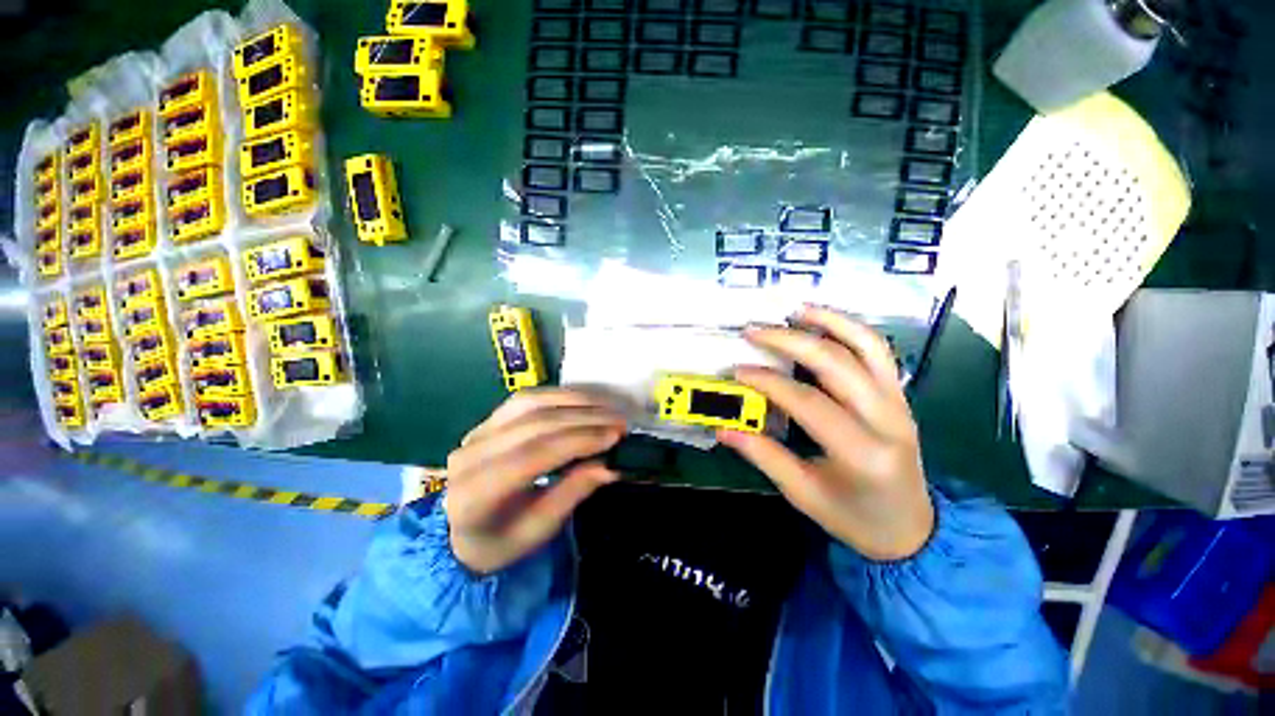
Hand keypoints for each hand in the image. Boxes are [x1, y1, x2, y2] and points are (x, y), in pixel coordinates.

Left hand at [446, 389, 625, 573]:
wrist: (460, 531)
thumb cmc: (500, 541)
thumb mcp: (539, 530)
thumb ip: (573, 492)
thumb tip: (612, 464)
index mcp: (476, 493)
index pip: (534, 455)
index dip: (579, 440)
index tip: (616, 436)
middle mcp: (471, 454)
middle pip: (535, 424)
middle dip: (585, 418)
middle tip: (621, 420)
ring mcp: (477, 431)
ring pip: (531, 403)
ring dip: (575, 401)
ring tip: (608, 407)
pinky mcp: (488, 420)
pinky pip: (527, 399)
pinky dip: (560, 396)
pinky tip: (584, 400)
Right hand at [718, 306, 934, 560]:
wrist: (910, 527)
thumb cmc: (854, 517)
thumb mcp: (803, 494)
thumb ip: (764, 456)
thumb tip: (724, 429)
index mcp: (861, 453)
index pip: (809, 402)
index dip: (769, 382)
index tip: (738, 372)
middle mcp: (887, 420)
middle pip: (837, 363)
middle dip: (790, 340)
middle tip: (754, 331)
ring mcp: (899, 402)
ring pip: (866, 345)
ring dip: (828, 321)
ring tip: (793, 310)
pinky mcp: (900, 394)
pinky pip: (877, 350)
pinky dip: (850, 328)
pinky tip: (823, 320)